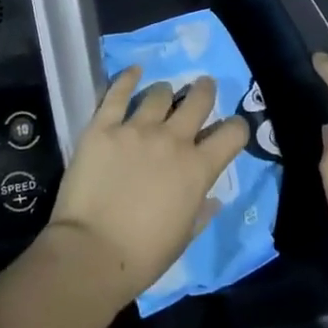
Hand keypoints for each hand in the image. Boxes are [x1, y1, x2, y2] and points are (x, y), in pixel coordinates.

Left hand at [46, 69, 247, 305]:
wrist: (92, 252)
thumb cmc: (143, 255)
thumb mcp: (184, 237)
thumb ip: (200, 211)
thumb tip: (212, 198)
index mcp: (198, 169)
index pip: (232, 134)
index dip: (236, 128)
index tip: (230, 128)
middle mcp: (173, 140)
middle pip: (198, 100)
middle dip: (204, 90)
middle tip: (202, 87)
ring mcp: (136, 129)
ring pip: (159, 93)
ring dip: (165, 92)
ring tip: (163, 92)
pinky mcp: (103, 126)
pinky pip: (118, 93)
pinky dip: (128, 79)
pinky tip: (134, 72)